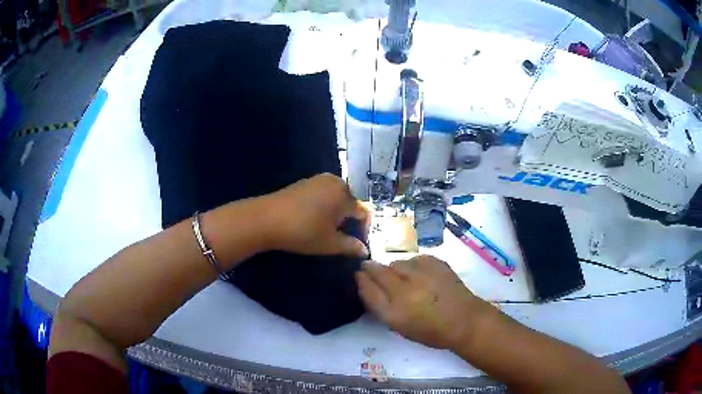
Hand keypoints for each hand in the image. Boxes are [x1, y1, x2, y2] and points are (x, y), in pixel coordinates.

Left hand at [263, 173, 369, 257]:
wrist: (265, 219)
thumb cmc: (303, 232)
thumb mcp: (329, 243)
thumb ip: (351, 246)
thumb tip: (364, 250)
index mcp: (345, 195)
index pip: (364, 213)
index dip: (363, 230)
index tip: (355, 245)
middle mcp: (335, 182)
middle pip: (351, 203)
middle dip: (349, 221)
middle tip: (340, 239)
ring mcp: (318, 179)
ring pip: (336, 198)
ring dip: (336, 214)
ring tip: (326, 230)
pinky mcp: (304, 182)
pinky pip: (322, 194)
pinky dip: (324, 206)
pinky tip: (312, 219)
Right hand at [356, 256, 494, 349]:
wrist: (464, 320)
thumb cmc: (431, 331)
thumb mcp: (400, 327)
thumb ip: (382, 307)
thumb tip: (368, 286)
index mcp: (394, 313)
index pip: (368, 290)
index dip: (360, 280)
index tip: (358, 275)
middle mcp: (405, 292)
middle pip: (378, 272)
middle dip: (370, 268)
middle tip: (367, 266)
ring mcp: (421, 274)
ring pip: (396, 263)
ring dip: (393, 269)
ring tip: (401, 276)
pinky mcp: (435, 263)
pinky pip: (414, 259)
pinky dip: (412, 266)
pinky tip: (419, 274)